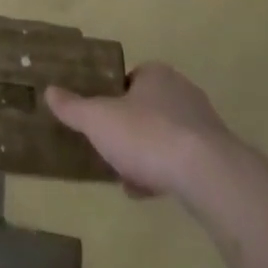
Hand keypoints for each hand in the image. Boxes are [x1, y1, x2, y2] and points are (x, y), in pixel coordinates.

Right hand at [47, 63, 234, 200]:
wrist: (207, 174)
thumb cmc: (147, 135)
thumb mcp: (98, 120)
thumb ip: (73, 107)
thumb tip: (50, 91)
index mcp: (156, 74)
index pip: (130, 80)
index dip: (113, 99)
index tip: (101, 121)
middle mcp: (182, 92)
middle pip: (148, 108)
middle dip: (130, 130)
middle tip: (112, 150)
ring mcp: (204, 125)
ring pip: (166, 136)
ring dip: (147, 155)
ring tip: (128, 178)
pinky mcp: (218, 158)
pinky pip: (184, 161)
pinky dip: (166, 173)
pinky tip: (150, 194)